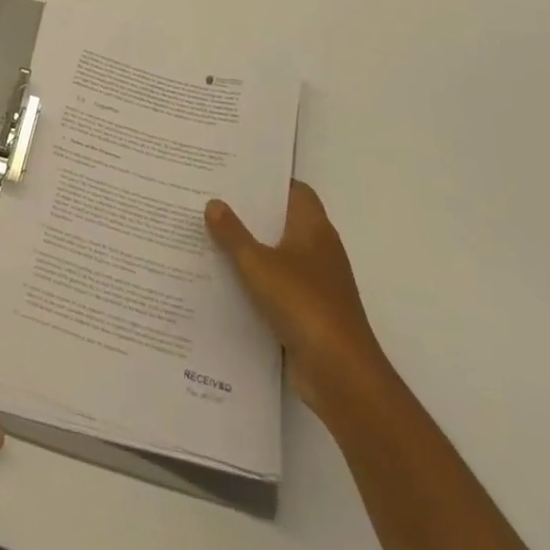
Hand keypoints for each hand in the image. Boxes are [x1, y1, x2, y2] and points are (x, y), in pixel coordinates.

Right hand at [207, 181, 388, 418]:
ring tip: (209, 237)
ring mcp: (316, 284)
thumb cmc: (303, 304)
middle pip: (283, 221)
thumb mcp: (258, 264)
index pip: (294, 190)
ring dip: (250, 250)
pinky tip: (223, 282)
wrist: (340, 374)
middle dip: (251, 214)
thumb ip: (233, 234)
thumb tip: (213, 203)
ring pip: (278, 255)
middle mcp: (319, 250)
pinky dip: (255, 283)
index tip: (234, 175)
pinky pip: (277, 287)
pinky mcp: (308, 313)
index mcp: (314, 229)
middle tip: (211, 202)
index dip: (268, 181)